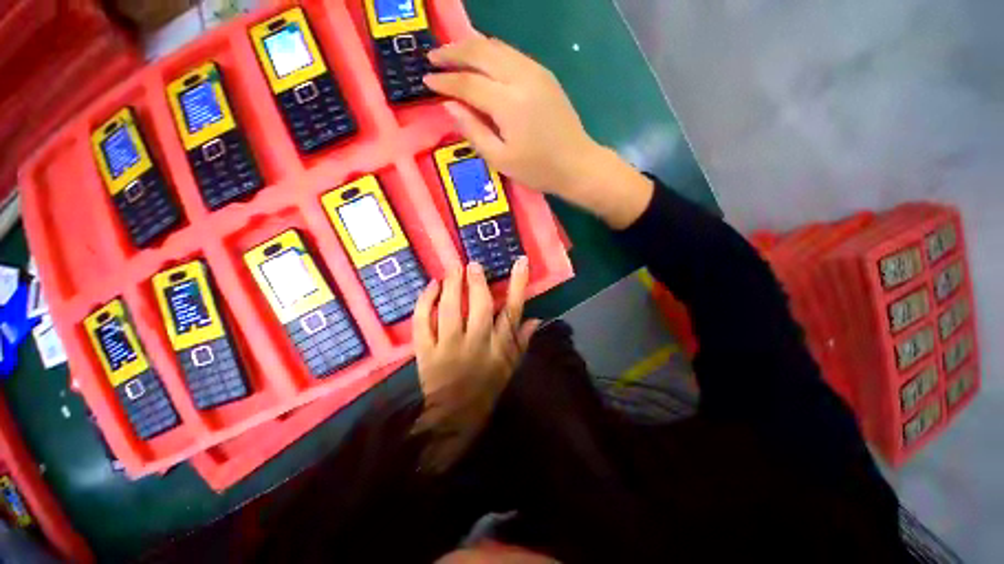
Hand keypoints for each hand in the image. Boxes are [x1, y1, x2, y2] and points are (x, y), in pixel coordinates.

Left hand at [411, 258, 538, 473]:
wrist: (453, 417)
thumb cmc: (486, 390)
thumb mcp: (510, 368)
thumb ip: (522, 342)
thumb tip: (536, 318)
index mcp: (499, 348)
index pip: (513, 311)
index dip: (518, 285)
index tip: (520, 262)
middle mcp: (476, 344)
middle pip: (480, 306)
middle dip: (478, 282)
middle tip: (473, 265)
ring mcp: (449, 347)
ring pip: (450, 310)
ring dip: (452, 286)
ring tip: (453, 269)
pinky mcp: (426, 351)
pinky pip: (423, 322)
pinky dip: (425, 302)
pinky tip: (431, 287)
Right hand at [425, 35, 653, 229]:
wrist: (577, 164)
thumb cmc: (537, 169)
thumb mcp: (500, 159)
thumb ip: (473, 131)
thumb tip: (449, 106)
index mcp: (508, 104)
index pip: (468, 83)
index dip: (445, 81)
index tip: (426, 79)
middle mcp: (521, 78)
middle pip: (481, 52)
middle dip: (454, 52)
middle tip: (433, 57)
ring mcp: (536, 72)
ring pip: (497, 47)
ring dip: (471, 47)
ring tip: (451, 54)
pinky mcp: (544, 74)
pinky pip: (511, 54)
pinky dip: (491, 52)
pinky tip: (481, 60)